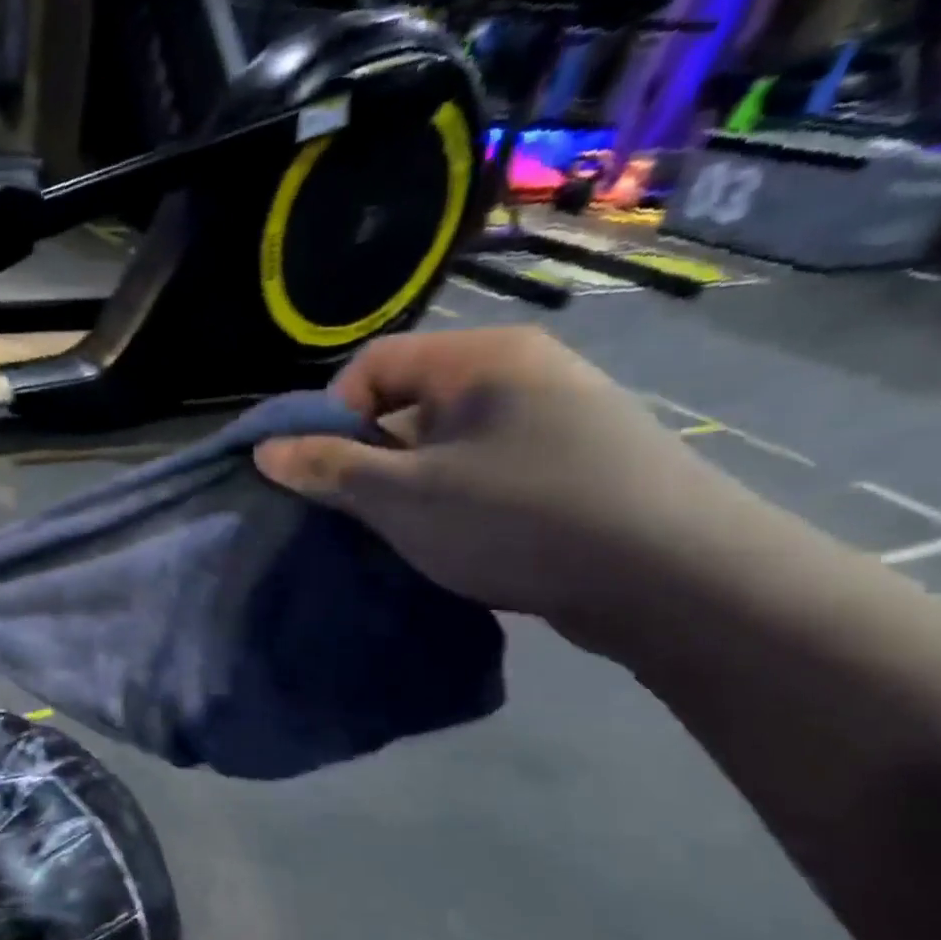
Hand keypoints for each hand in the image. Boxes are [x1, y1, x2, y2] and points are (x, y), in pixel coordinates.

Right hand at [253, 327, 740, 638]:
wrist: (676, 580)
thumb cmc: (520, 519)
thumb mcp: (404, 497)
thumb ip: (329, 469)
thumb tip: (263, 450)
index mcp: (480, 358)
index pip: (373, 364)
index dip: (329, 415)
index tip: (320, 473)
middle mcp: (520, 372)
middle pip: (408, 402)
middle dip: (367, 456)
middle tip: (354, 510)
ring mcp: (553, 417)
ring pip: (444, 441)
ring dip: (406, 483)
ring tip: (399, 532)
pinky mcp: (572, 463)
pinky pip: (483, 466)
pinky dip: (450, 497)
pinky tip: (451, 538)